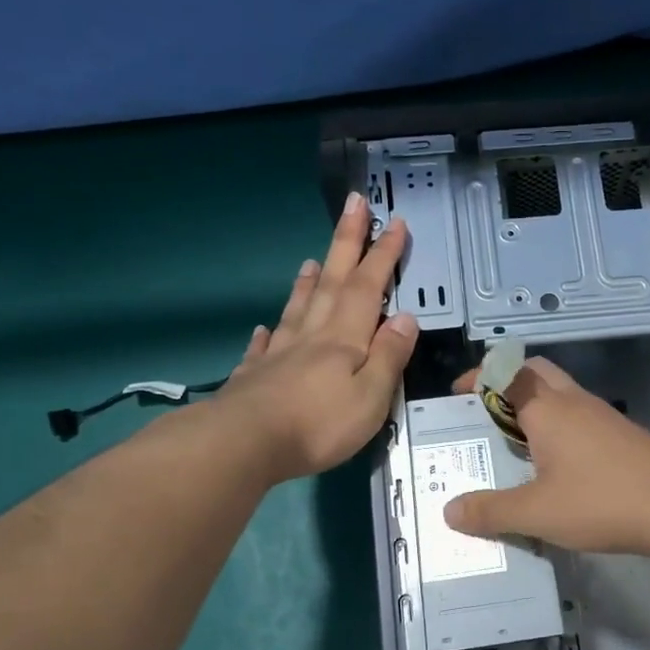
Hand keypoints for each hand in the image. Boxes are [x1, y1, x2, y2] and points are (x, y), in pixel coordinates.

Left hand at [197, 192, 419, 482]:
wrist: (244, 444)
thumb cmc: (318, 424)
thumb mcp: (371, 397)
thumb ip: (389, 357)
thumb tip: (405, 318)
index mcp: (344, 339)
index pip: (367, 288)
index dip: (382, 255)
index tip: (393, 222)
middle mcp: (311, 337)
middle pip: (331, 283)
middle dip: (345, 244)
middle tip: (353, 205)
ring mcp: (279, 355)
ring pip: (297, 309)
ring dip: (308, 283)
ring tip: (311, 261)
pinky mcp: (255, 377)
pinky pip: (264, 347)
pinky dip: (269, 334)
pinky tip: (265, 328)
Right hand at [443, 357, 649, 554]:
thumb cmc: (601, 502)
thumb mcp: (536, 513)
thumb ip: (491, 512)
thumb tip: (450, 511)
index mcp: (547, 409)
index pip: (505, 373)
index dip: (478, 377)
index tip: (457, 393)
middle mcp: (574, 401)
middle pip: (535, 372)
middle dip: (506, 383)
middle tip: (485, 414)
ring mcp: (603, 416)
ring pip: (560, 394)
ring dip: (534, 406)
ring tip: (514, 444)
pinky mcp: (622, 435)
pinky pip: (580, 417)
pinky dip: (559, 426)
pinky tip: (556, 465)